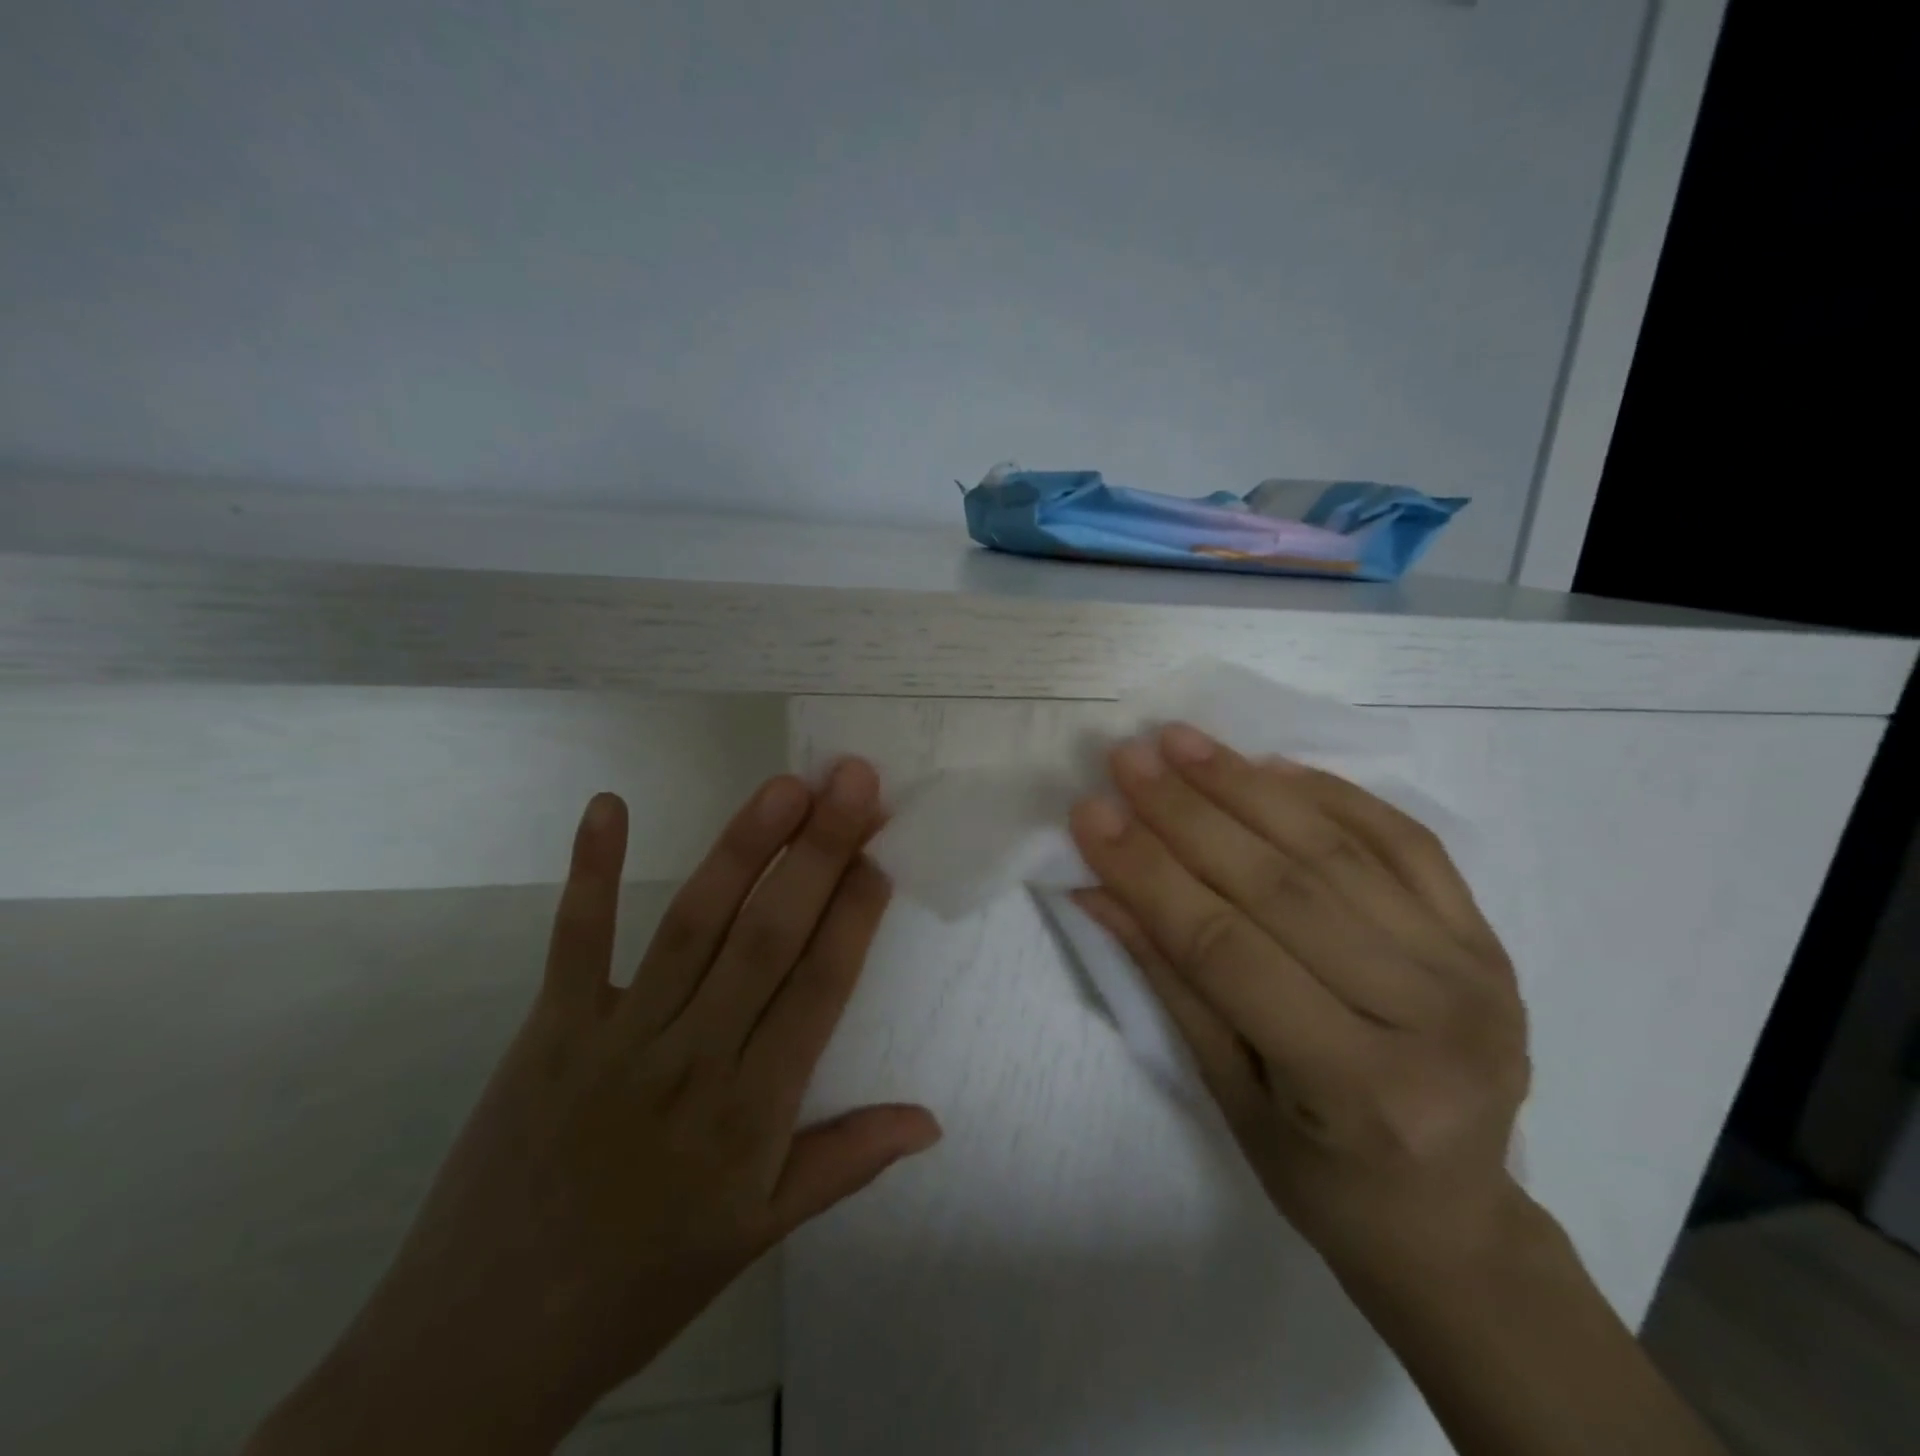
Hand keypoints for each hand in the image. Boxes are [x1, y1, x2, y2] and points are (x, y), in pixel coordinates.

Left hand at [249, 761, 939, 1455]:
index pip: (820, 987)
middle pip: (768, 936)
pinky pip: (578, 940)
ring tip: (785, 786)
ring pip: (694, 923)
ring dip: (743, 848)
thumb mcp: (759, 1234)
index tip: (882, 850)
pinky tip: (608, 804)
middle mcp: (693, 1059)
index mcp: (752, 1112)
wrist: (479, 1345)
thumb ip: (847, 1161)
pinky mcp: (551, 1028)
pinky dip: (590, 870)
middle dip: (818, 851)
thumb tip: (932, 1121)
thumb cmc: (642, 1282)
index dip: (855, 913)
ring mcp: (616, 1036)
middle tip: (852, 780)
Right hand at [1068, 723, 1530, 1286]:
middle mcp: (1432, 1020)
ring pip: (1338, 852)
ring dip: (1246, 786)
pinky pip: (1405, 840)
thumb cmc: (1321, 1177)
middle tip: (1128, 757)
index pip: (1226, 949)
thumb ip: (1168, 979)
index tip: (1091, 813)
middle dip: (1189, 813)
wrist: (1453, 1216)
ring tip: (1182, 741)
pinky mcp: (1487, 937)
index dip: (1149, 873)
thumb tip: (1097, 888)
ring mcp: (1474, 970)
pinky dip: (1332, 793)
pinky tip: (1269, 764)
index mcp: (1358, 1088)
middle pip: (1283, 887)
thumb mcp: (1227, 1094)